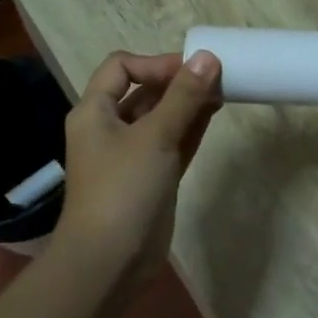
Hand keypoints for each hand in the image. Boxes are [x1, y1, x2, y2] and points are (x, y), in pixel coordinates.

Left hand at [53, 50, 220, 285]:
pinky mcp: (151, 177)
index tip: (190, 70)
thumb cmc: (123, 188)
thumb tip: (207, 56)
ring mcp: (131, 155)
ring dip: (188, 103)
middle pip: (144, 91)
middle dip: (178, 82)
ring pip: (162, 117)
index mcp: (94, 112)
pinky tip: (215, 114)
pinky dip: (191, 128)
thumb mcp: (154, 136)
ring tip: (223, 91)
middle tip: (217, 77)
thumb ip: (183, 96)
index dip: (155, 63)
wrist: (110, 261)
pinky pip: (172, 142)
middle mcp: (109, 128)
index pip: (121, 67)